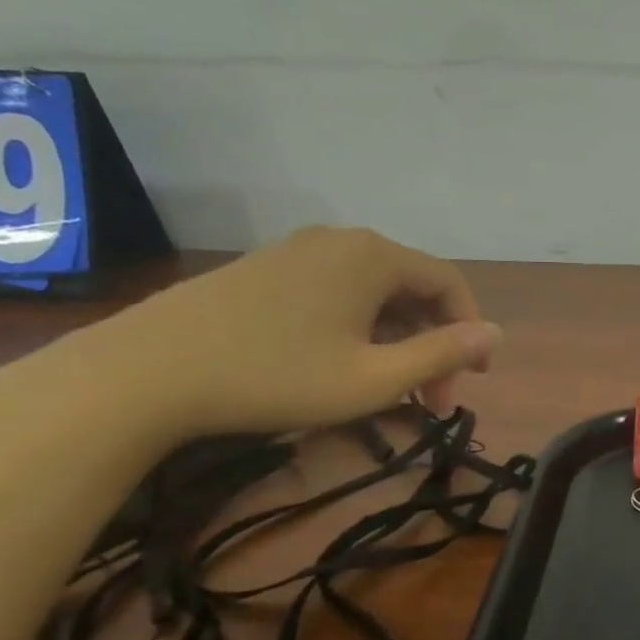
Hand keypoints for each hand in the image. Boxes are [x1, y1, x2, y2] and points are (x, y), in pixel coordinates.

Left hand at [28, 227, 501, 442]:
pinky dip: (357, 328)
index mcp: (374, 256)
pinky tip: (340, 364)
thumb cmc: (276, 376)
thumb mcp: (374, 378)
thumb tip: (494, 334)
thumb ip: (443, 354)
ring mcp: (297, 251)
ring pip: (373, 293)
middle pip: (411, 287)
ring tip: (388, 389)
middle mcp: (340, 240)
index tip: (472, 381)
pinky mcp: (264, 270)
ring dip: (396, 340)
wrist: (144, 372)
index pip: (449, 284)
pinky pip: (335, 293)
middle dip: (431, 343)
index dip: (471, 331)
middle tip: (429, 399)